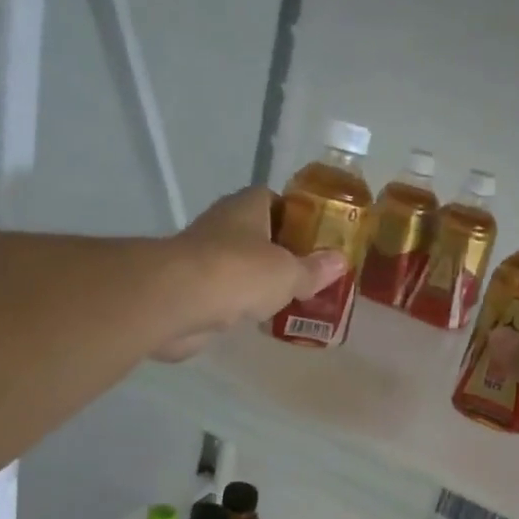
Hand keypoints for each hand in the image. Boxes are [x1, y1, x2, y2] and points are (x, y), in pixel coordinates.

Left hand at [152, 187, 344, 361]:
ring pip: (238, 265)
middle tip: (308, 273)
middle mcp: (221, 226)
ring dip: (258, 280)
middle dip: (279, 252)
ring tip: (289, 299)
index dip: (294, 215)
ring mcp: (202, 258)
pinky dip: (239, 304)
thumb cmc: (240, 273)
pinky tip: (258, 320)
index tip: (315, 237)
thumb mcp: (289, 272)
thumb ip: (314, 269)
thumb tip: (340, 261)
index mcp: (246, 207)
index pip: (272, 199)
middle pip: (256, 234)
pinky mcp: (190, 290)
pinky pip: (223, 294)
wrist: (178, 302)